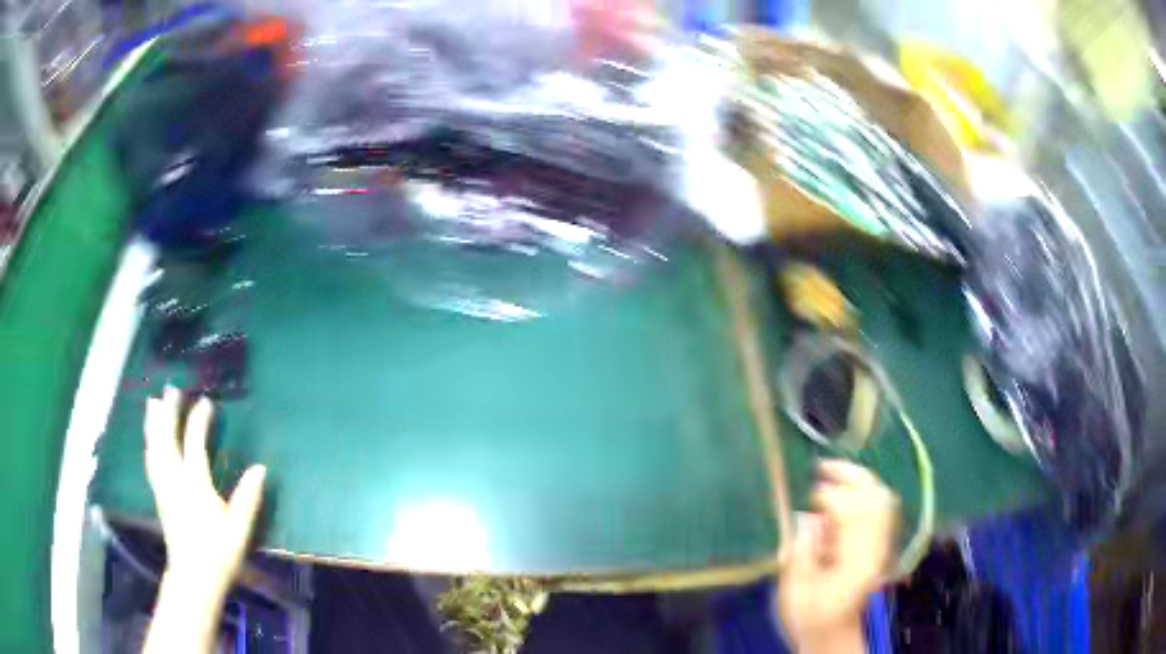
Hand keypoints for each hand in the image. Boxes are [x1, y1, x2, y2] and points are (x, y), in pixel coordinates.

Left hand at [144, 387, 265, 599]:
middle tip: (171, 389)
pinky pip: (151, 462)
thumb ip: (248, 498)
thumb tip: (260, 468)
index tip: (206, 402)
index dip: (199, 420)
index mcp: (195, 484)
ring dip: (153, 423)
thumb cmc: (219, 553)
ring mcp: (164, 487)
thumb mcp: (239, 528)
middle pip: (167, 438)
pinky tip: (150, 440)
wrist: (194, 577)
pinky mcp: (159, 496)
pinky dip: (150, 444)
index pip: (194, 443)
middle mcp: (175, 479)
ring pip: (155, 447)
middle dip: (169, 412)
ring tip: (152, 402)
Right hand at [777, 460, 898, 652]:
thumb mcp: (794, 591)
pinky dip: (866, 493)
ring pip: (882, 500)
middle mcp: (876, 548)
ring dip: (859, 481)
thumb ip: (800, 553)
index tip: (807, 497)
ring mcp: (883, 546)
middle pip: (875, 499)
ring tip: (832, 473)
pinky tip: (847, 492)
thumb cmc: (809, 617)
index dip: (829, 498)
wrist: (833, 635)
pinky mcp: (881, 546)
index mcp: (855, 560)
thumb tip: (806, 518)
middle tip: (822, 466)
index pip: (852, 513)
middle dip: (850, 476)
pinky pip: (882, 509)